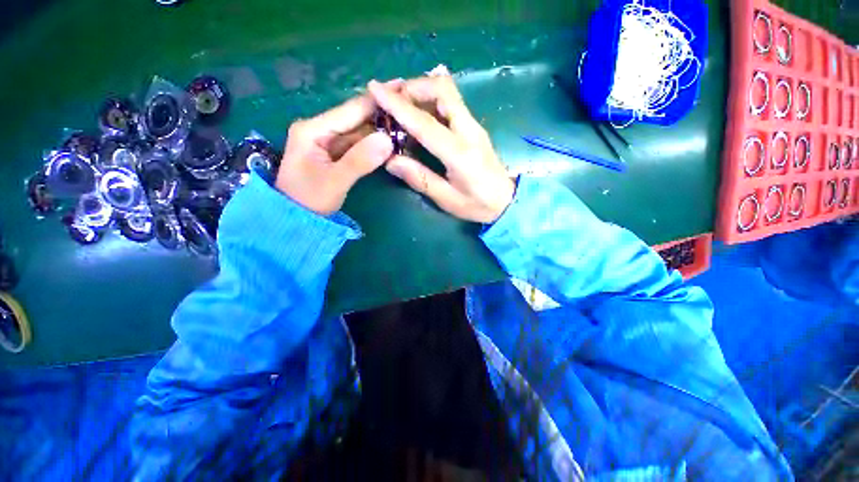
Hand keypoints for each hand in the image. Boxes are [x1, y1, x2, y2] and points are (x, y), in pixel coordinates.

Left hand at [275, 94, 394, 215]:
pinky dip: (373, 143)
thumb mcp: (334, 182)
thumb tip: (388, 140)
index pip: (350, 110)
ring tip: (405, 122)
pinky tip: (390, 140)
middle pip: (355, 118)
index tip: (401, 87)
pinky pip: (357, 144)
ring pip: (358, 131)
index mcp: (313, 129)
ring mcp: (327, 141)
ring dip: (380, 128)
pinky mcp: (334, 153)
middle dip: (381, 113)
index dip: (376, 100)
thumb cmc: (309, 200)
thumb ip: (360, 160)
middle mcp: (320, 129)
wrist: (295, 219)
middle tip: (408, 106)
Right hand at [367, 68, 513, 223]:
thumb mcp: (447, 200)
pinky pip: (451, 102)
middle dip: (412, 87)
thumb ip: (420, 179)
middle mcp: (469, 131)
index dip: (398, 104)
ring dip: (421, 90)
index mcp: (459, 153)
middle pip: (441, 90)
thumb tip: (391, 160)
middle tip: (390, 99)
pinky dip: (431, 99)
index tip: (374, 89)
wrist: (507, 201)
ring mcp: (474, 125)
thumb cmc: (478, 205)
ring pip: (447, 92)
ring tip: (400, 103)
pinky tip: (419, 110)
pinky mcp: (474, 127)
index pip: (425, 122)